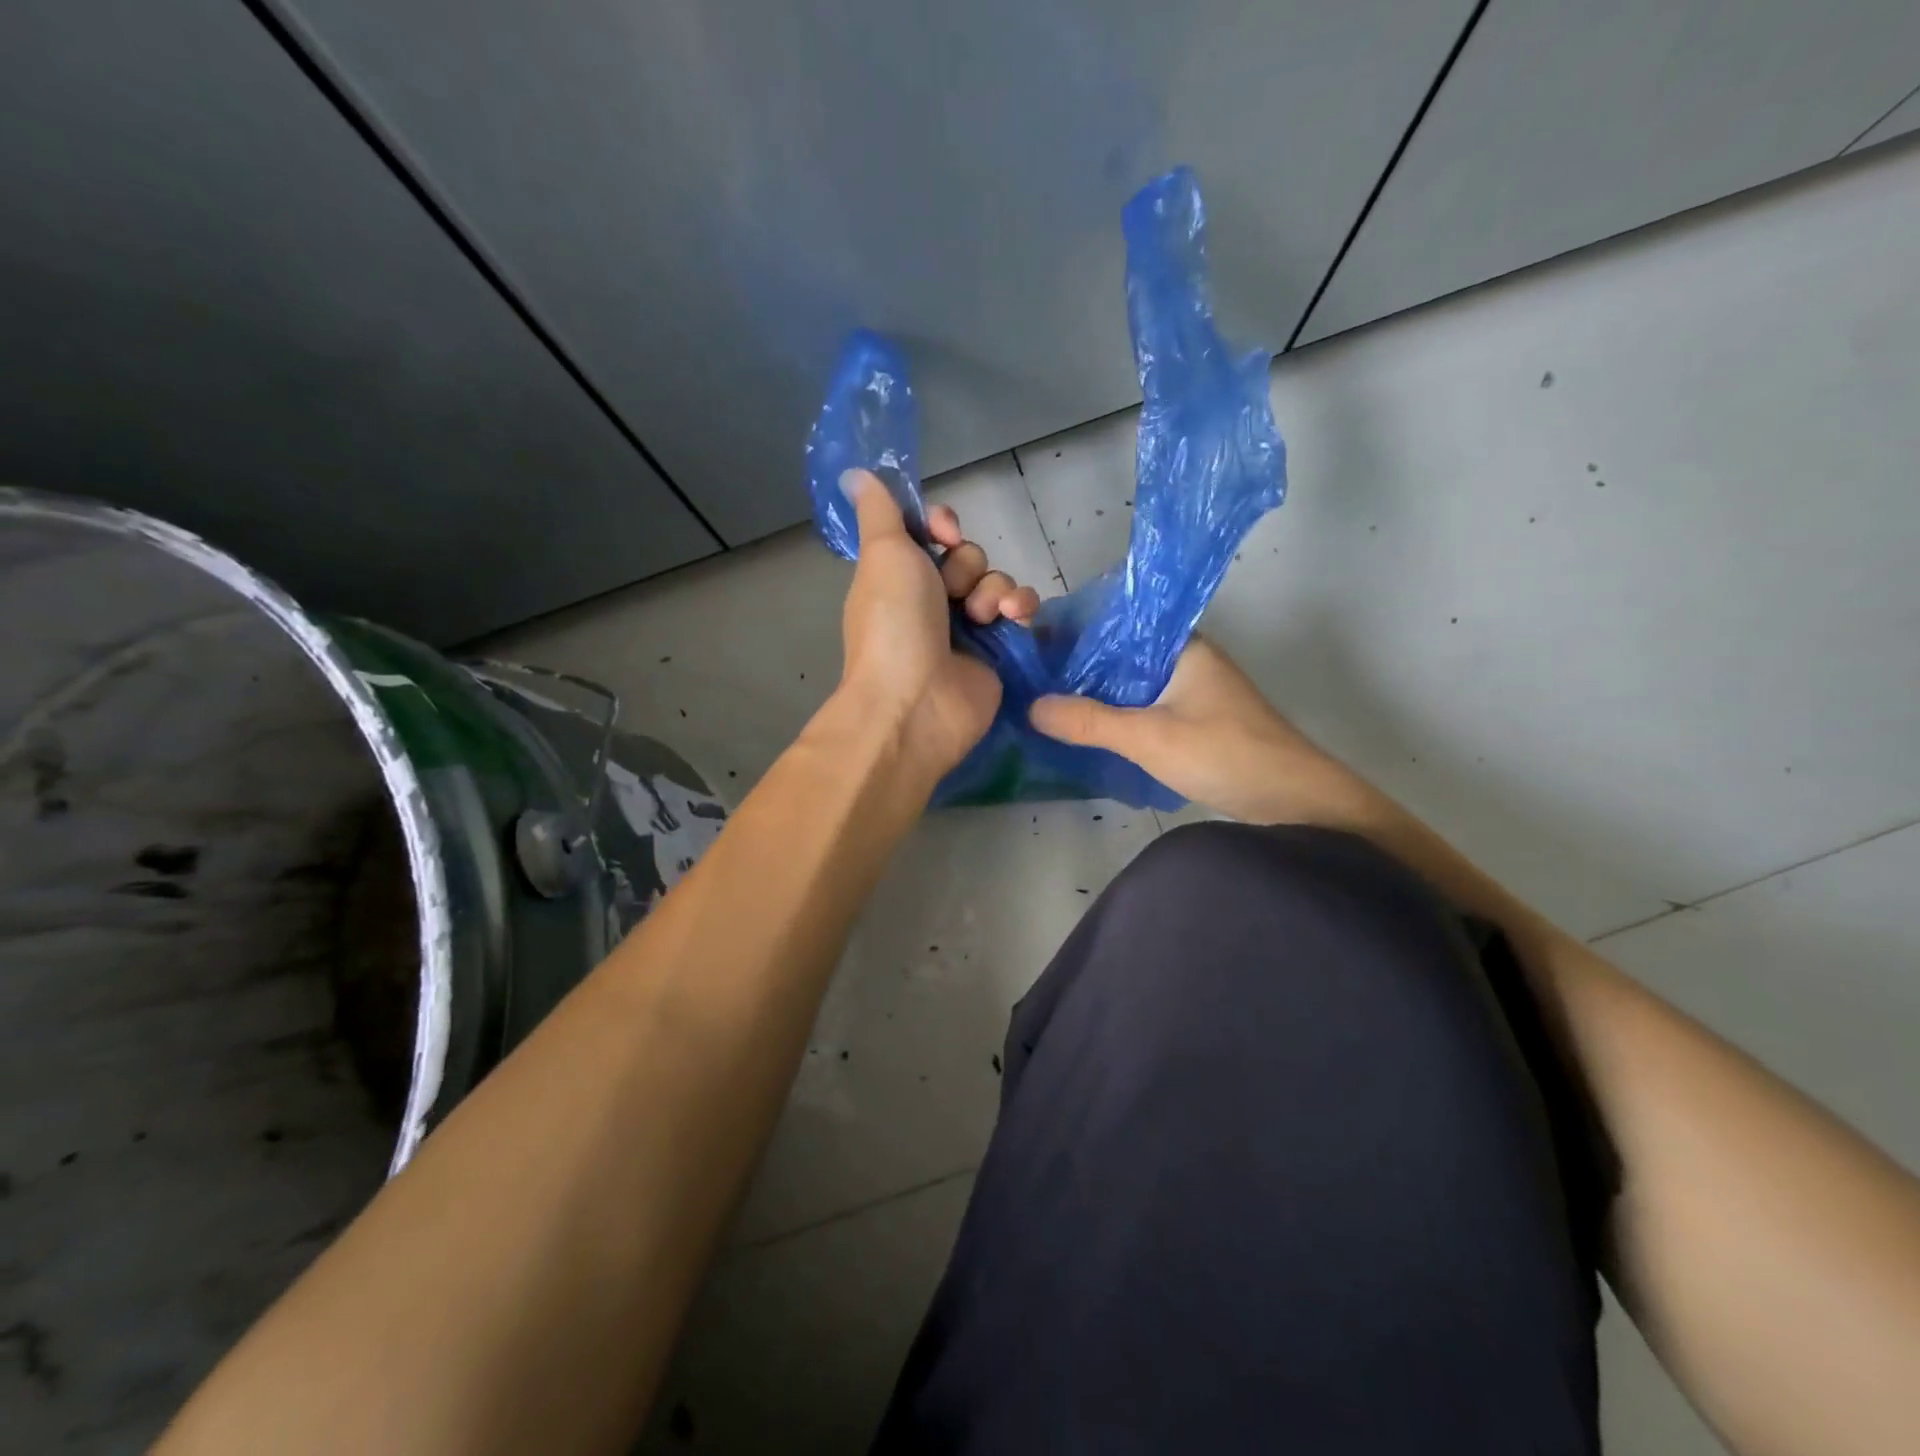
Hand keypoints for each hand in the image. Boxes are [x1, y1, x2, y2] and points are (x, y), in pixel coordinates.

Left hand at [835, 468, 1040, 779]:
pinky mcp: (996, 651)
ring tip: (981, 616)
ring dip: (993, 590)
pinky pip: (1018, 612)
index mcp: (899, 575)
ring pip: (995, 581)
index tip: (943, 532)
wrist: (916, 701)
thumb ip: (880, 511)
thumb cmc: (894, 623)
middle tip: (951, 592)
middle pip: (967, 556)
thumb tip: (855, 472)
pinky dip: (1020, 608)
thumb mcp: (882, 554)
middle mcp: (931, 599)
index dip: (942, 525)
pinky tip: (1015, 618)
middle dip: (965, 566)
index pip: (931, 533)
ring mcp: (965, 628)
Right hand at [1028, 638, 1376, 826]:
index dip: (1075, 631)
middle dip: (1077, 666)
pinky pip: (1141, 707)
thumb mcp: (1150, 737)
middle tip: (1027, 678)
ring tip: (1044, 700)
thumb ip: (1090, 721)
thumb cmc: (1226, 754)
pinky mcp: (1192, 721)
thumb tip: (1031, 706)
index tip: (1031, 645)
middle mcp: (1185, 660)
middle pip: (1119, 655)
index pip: (1117, 624)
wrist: (1297, 801)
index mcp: (1181, 645)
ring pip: (1129, 684)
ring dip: (1094, 693)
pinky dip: (1113, 714)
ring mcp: (1190, 692)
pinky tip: (1083, 727)